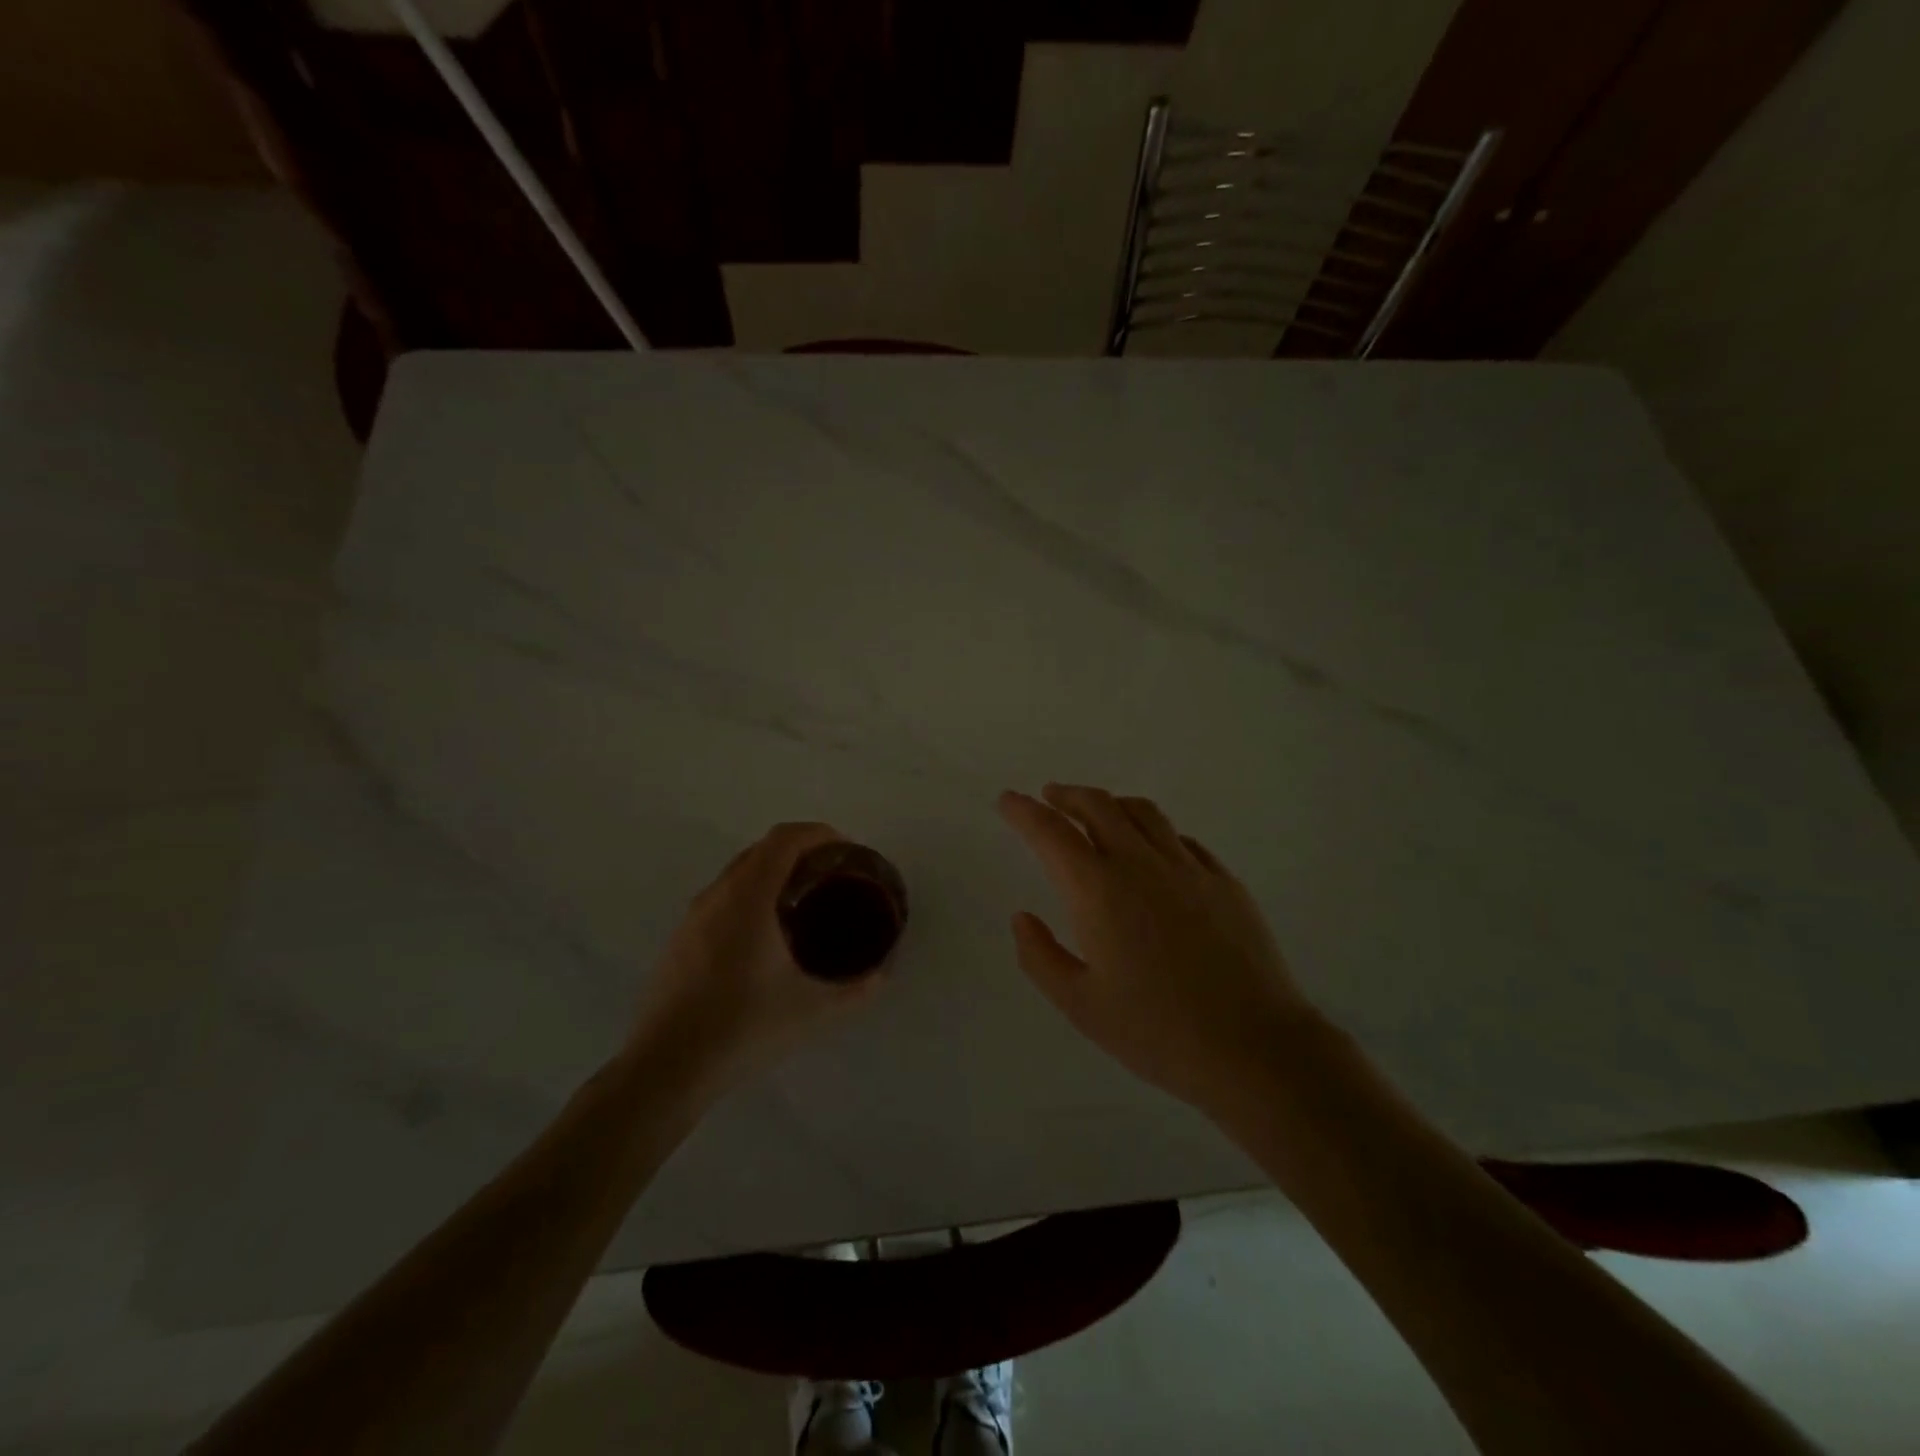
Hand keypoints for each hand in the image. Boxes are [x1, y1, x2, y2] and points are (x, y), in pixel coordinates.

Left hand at [629, 822, 886, 1106]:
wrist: (666, 1068)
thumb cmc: (743, 1028)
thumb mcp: (813, 1010)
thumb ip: (856, 990)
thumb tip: (882, 975)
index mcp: (749, 897)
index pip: (784, 839)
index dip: (818, 833)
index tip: (845, 849)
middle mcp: (717, 895)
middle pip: (761, 850)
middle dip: (799, 851)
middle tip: (830, 875)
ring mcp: (692, 917)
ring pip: (737, 873)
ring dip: (771, 873)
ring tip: (801, 903)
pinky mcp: (679, 940)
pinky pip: (721, 898)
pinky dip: (749, 896)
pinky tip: (763, 938)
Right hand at [998, 784, 1317, 1118]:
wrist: (1253, 1047)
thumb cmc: (1156, 1031)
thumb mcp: (1080, 1005)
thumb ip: (1040, 956)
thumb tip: (1022, 917)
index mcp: (1098, 890)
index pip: (1051, 833)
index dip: (1024, 811)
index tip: (1007, 800)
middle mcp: (1141, 864)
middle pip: (1098, 806)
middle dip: (1066, 795)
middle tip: (1049, 797)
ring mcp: (1188, 868)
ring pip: (1143, 813)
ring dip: (1111, 804)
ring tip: (1098, 812)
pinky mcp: (1224, 881)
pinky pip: (1181, 839)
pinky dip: (1154, 832)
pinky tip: (1153, 850)